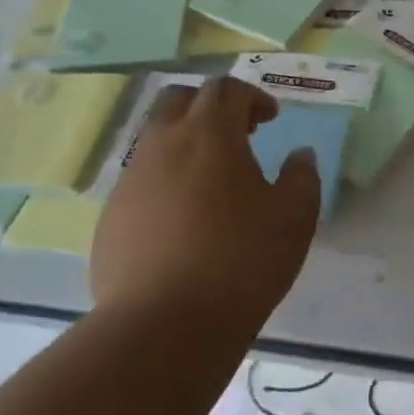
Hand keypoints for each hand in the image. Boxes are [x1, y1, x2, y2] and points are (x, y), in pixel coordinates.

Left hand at [92, 78, 319, 323]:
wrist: (165, 324)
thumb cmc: (242, 260)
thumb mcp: (295, 216)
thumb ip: (302, 176)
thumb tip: (299, 155)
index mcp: (210, 134)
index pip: (226, 90)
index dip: (252, 97)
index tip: (271, 120)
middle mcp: (163, 145)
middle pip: (179, 99)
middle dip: (209, 106)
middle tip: (237, 134)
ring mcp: (130, 180)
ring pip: (155, 140)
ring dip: (184, 144)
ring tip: (212, 181)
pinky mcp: (111, 217)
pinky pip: (140, 181)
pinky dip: (165, 182)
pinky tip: (184, 221)